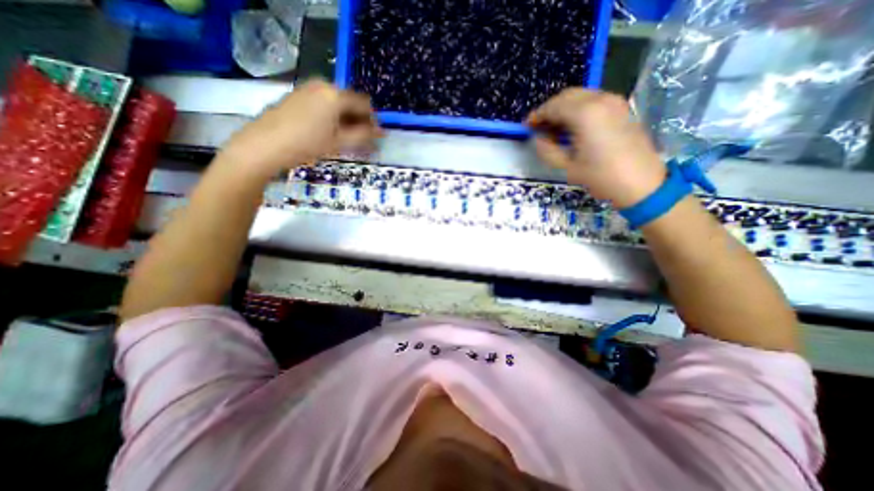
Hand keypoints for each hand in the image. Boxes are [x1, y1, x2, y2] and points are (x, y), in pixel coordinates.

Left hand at [216, 80, 379, 180]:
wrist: (265, 145)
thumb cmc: (307, 144)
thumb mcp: (340, 142)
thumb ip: (364, 136)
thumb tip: (382, 133)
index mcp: (335, 94)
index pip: (364, 104)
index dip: (373, 122)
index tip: (374, 139)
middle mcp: (323, 85)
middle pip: (350, 103)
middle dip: (359, 122)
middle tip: (360, 142)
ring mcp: (308, 89)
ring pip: (337, 105)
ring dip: (346, 121)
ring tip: (345, 141)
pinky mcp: (297, 96)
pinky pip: (323, 105)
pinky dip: (332, 118)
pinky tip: (329, 134)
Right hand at [530, 88, 666, 208]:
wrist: (641, 182)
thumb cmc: (600, 177)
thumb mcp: (567, 167)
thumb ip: (547, 150)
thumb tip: (538, 139)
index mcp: (585, 114)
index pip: (553, 106)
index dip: (537, 115)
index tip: (527, 126)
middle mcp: (600, 100)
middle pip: (567, 95)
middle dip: (549, 109)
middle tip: (539, 127)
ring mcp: (614, 101)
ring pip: (581, 95)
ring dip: (563, 108)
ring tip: (553, 128)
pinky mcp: (622, 107)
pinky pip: (593, 100)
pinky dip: (578, 109)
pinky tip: (572, 126)